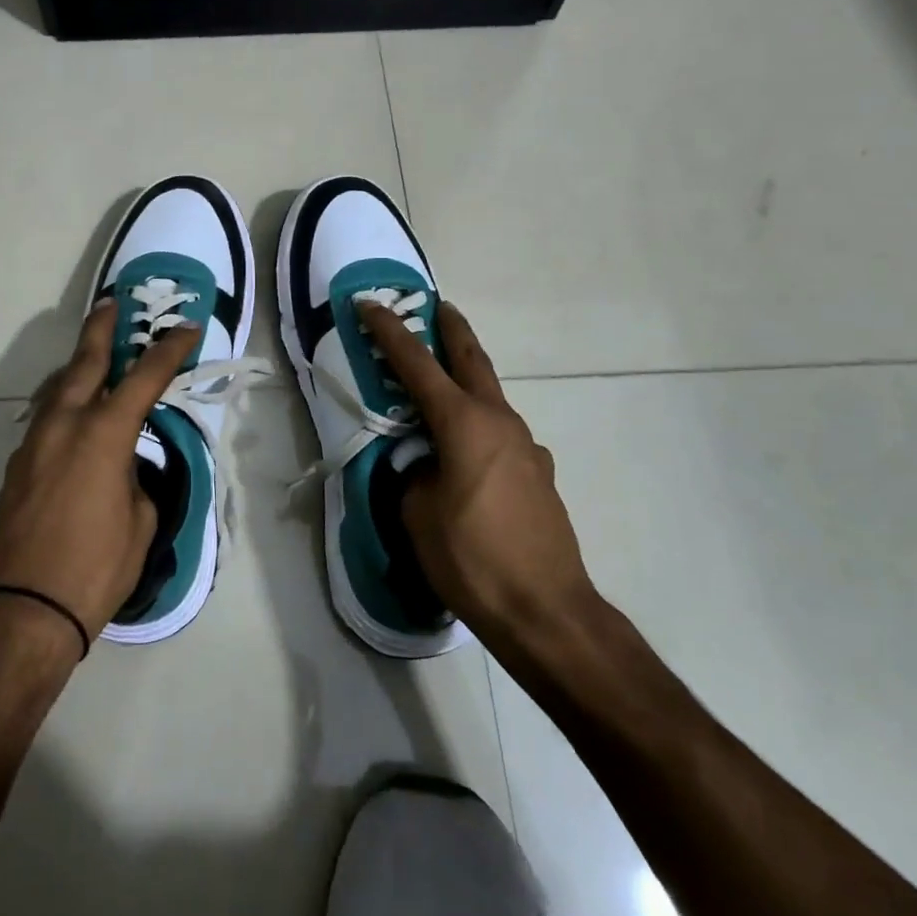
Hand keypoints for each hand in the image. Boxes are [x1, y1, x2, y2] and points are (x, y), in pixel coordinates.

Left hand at [0, 299, 198, 644]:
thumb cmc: (93, 570)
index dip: (169, 349)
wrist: (18, 612)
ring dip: (77, 367)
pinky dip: (62, 404)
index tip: (187, 328)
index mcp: (103, 434)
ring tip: (93, 357)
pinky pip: (44, 419)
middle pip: (84, 362)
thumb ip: (135, 481)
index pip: (145, 377)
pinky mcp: (15, 467)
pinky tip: (72, 415)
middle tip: (112, 303)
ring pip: (57, 388)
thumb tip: (123, 468)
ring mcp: (33, 444)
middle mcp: (64, 425)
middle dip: (101, 329)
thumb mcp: (139, 523)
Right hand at [359, 299, 595, 645]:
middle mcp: (500, 422)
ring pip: (490, 398)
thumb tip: (423, 464)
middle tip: (437, 307)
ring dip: (466, 381)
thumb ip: (413, 473)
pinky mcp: (539, 474)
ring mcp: (527, 447)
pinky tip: (467, 456)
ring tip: (441, 389)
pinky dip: (479, 426)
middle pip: (472, 360)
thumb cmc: (472, 558)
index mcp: (464, 423)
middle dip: (452, 329)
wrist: (547, 611)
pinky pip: (501, 435)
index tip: (369, 304)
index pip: (417, 364)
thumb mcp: (418, 513)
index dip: (389, 332)